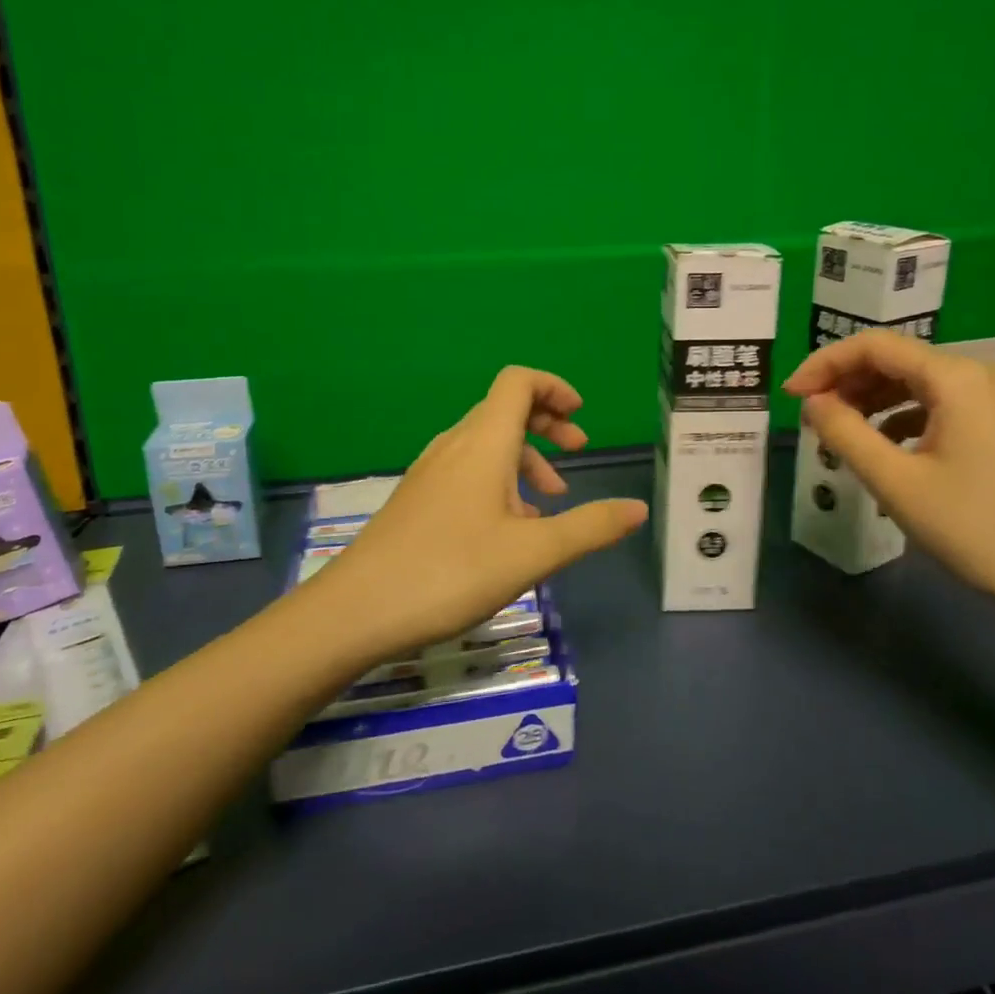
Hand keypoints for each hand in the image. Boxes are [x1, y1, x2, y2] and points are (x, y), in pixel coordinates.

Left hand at [306, 367, 647, 659]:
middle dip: (547, 424)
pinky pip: (467, 471)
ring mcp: (430, 472)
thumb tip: (638, 508)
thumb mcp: (533, 554)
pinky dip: (498, 481)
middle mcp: (455, 445)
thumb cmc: (450, 572)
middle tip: (577, 453)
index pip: (519, 382)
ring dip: (525, 459)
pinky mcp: (418, 499)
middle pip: (505, 409)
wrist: (356, 611)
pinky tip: (508, 531)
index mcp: (483, 443)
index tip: (581, 417)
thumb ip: (590, 527)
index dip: (554, 387)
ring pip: (487, 444)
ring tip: (549, 503)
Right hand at [783, 332, 994, 610]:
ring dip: (873, 400)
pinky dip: (904, 416)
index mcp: (957, 377)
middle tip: (812, 416)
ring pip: (918, 382)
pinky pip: (941, 403)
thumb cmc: (973, 527)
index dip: (824, 364)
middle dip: (848, 382)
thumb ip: (844, 432)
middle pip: (897, 360)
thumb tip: (812, 402)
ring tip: (841, 432)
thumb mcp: (895, 481)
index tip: (791, 395)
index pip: (874, 346)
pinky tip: (885, 446)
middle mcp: (982, 373)